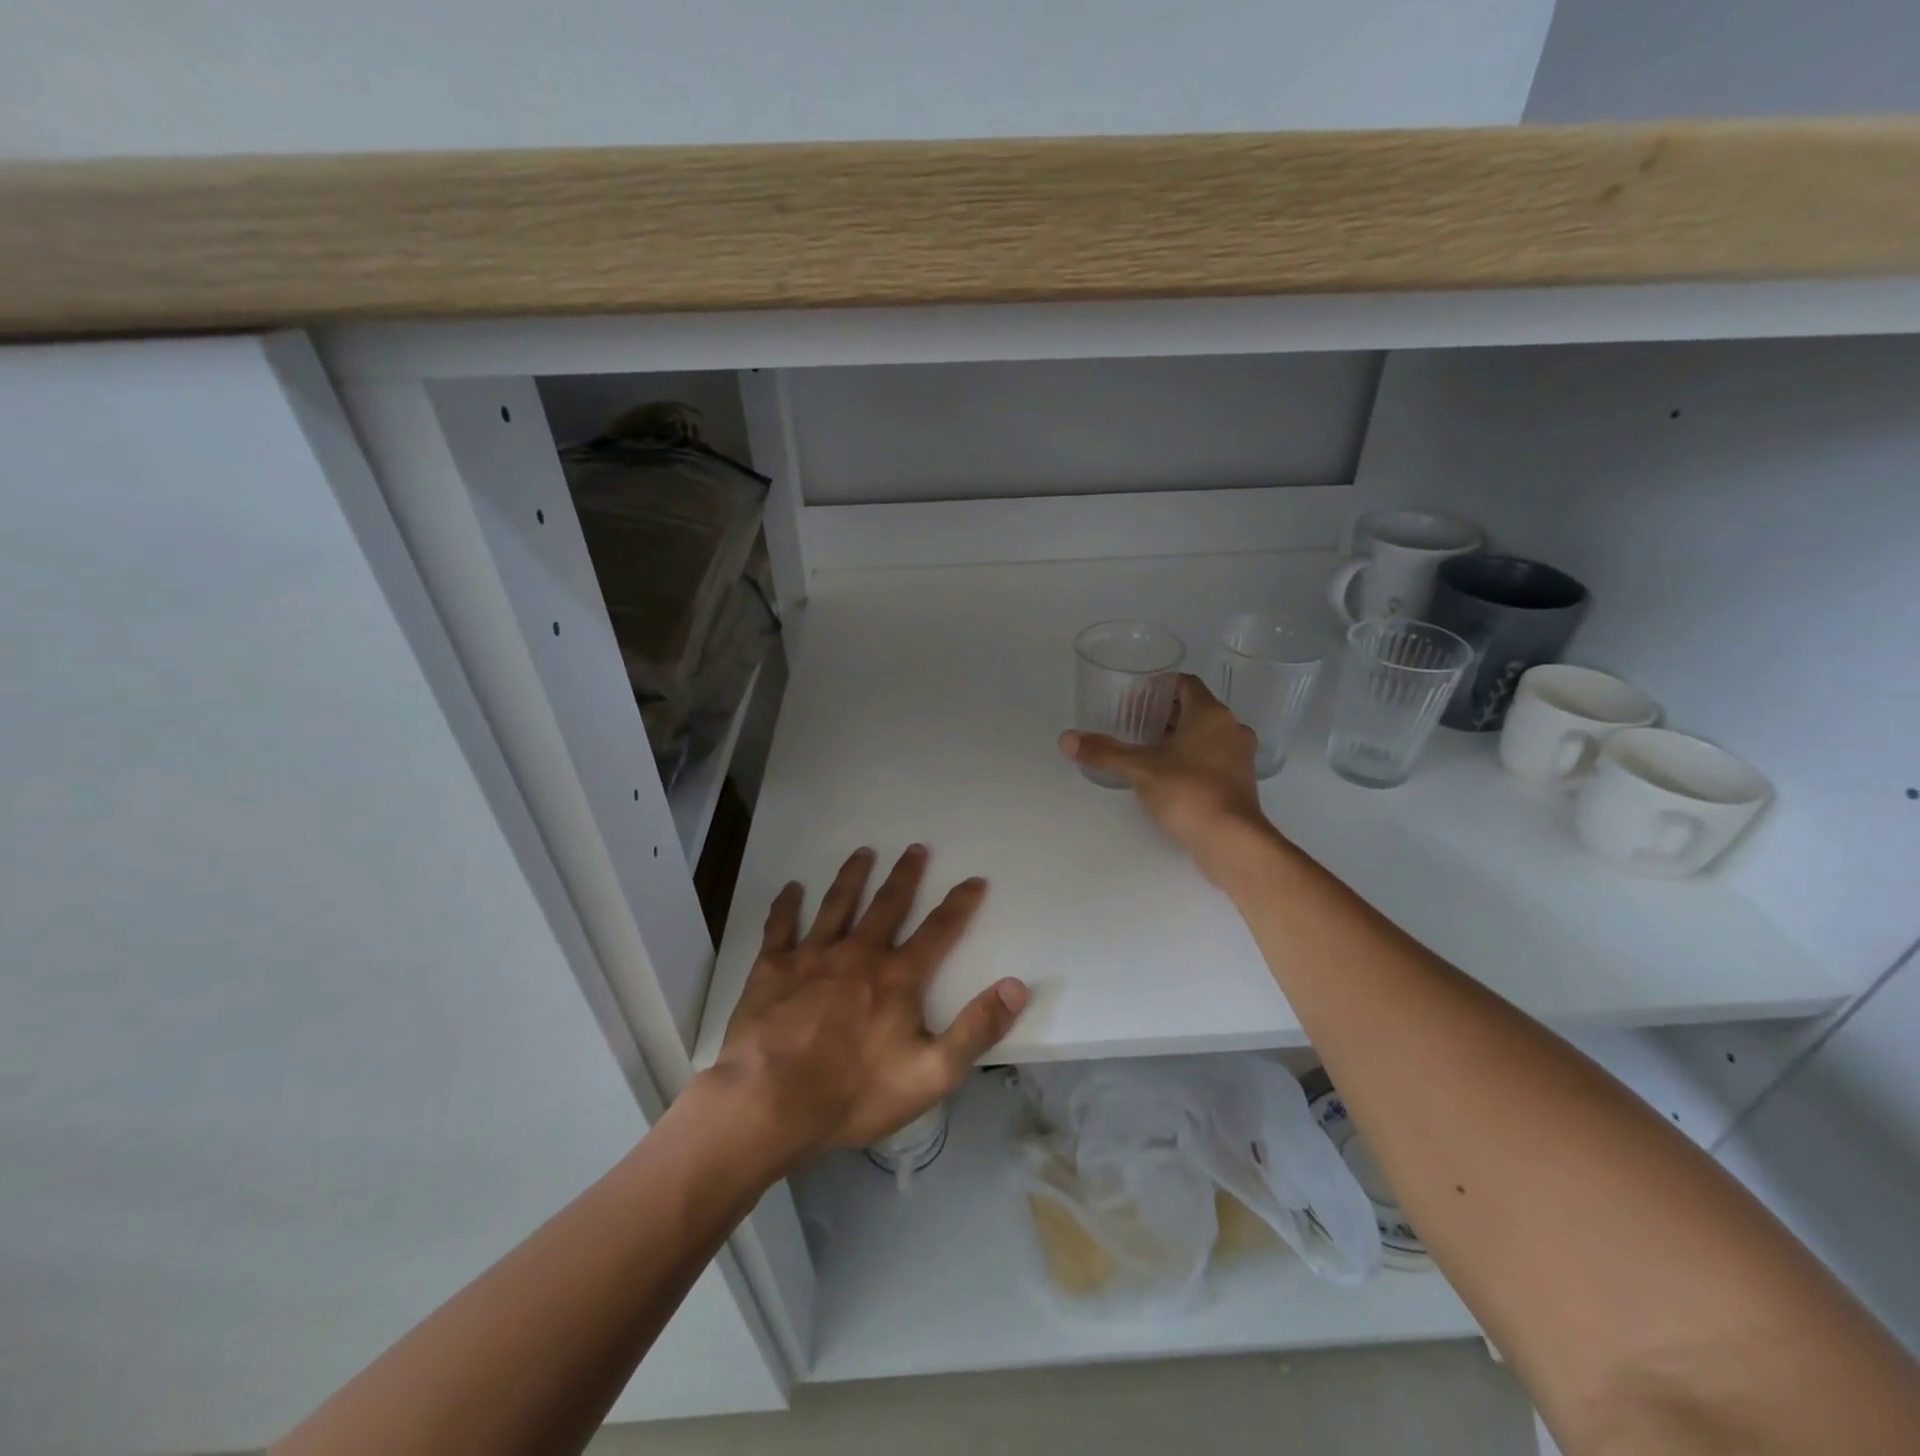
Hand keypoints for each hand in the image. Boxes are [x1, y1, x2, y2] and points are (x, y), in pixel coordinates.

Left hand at [712, 845, 1027, 1161]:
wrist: (771, 1101)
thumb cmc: (855, 1092)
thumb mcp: (933, 1073)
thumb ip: (977, 1028)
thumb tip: (1017, 985)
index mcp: (898, 976)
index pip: (939, 930)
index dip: (960, 904)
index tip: (974, 880)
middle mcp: (859, 953)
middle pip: (888, 904)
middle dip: (905, 875)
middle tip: (915, 848)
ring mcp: (813, 956)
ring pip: (837, 904)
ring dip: (852, 876)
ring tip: (863, 852)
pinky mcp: (773, 968)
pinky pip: (781, 926)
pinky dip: (787, 905)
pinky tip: (791, 888)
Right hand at [1058, 674, 1275, 882]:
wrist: (1231, 841)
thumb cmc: (1188, 792)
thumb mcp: (1139, 769)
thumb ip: (1104, 752)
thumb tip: (1066, 739)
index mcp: (1210, 714)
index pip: (1185, 683)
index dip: (1160, 686)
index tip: (1135, 697)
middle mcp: (1231, 728)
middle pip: (1196, 709)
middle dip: (1165, 714)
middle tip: (1133, 723)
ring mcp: (1240, 756)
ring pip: (1207, 735)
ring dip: (1181, 738)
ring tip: (1148, 749)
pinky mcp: (1241, 782)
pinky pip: (1214, 758)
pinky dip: (1193, 759)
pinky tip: (1169, 776)